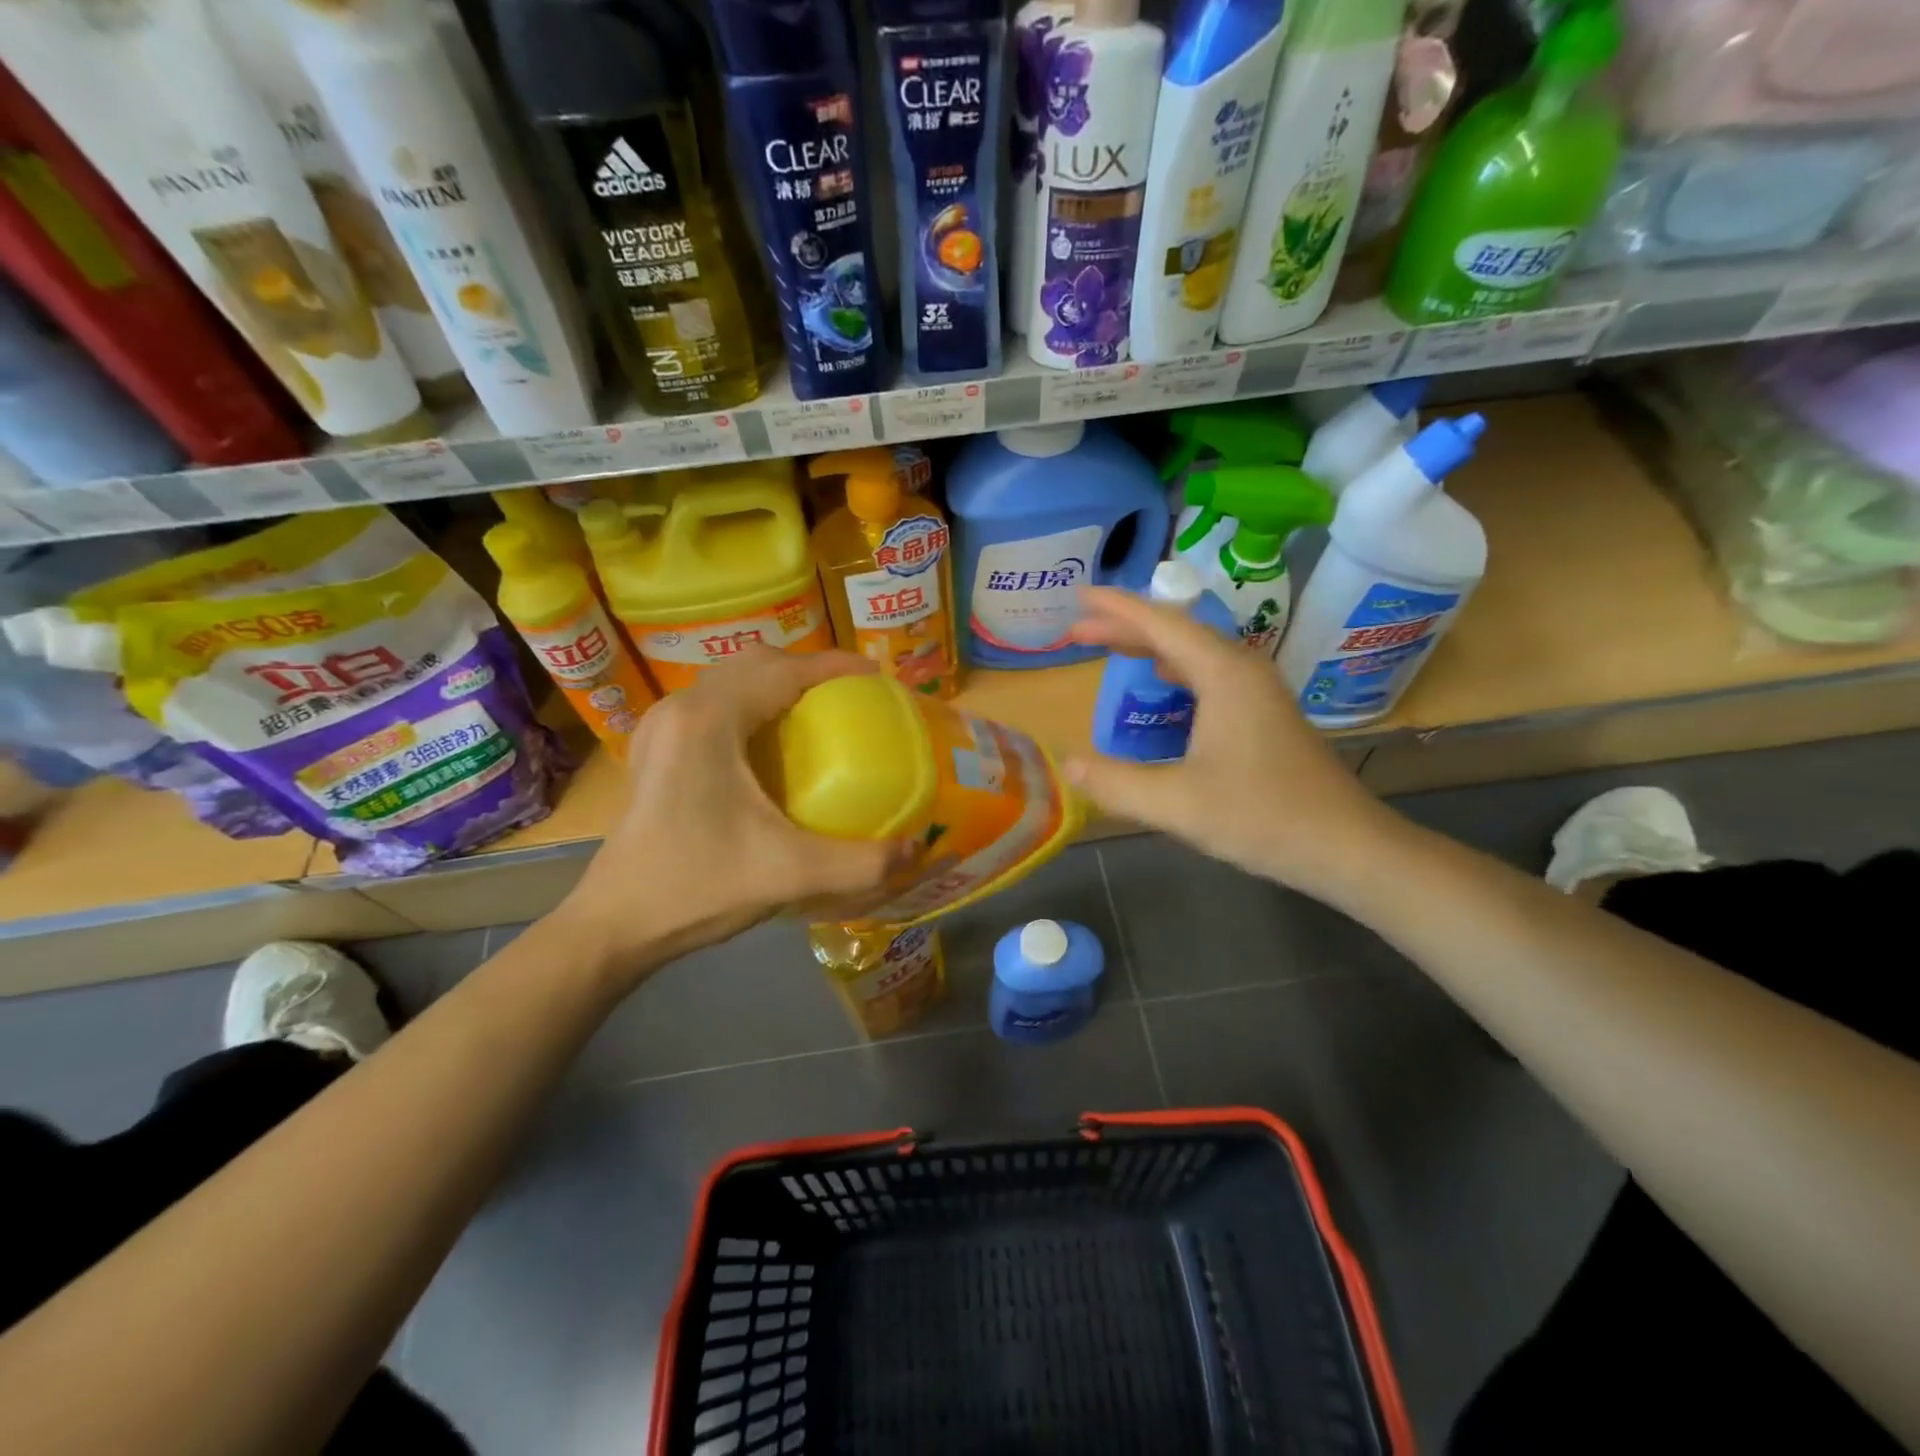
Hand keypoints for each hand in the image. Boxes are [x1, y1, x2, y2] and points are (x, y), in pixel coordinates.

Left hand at [555, 648, 902, 986]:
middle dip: (807, 670)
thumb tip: (916, 848)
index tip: (877, 677)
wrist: (614, 925)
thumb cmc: (697, 887)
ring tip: (817, 715)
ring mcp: (662, 727)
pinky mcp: (656, 750)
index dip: (834, 666)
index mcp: (709, 721)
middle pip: (756, 663)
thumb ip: (861, 862)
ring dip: (776, 685)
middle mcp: (682, 709)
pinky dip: (751, 706)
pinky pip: (714, 705)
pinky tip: (770, 746)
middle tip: (850, 698)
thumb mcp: (789, 874)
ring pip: (731, 680)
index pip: (783, 670)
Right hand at [1065, 587, 1403, 899]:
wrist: (1345, 846)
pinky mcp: (1263, 713)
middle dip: (1124, 627)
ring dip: (1149, 647)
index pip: (1160, 623)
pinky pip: (1208, 674)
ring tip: (1109, 648)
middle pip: (1176, 632)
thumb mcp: (1177, 804)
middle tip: (1077, 631)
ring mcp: (1257, 691)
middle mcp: (1241, 670)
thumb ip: (1116, 782)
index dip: (1115, 608)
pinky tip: (1161, 685)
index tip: (1078, 596)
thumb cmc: (1261, 817)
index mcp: (1223, 674)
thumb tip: (1068, 765)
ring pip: (1194, 653)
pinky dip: (1174, 670)